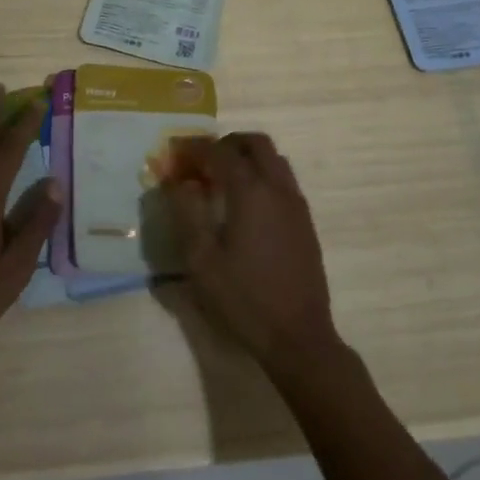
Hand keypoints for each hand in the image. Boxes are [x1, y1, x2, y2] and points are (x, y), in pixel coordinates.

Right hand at [166, 133, 339, 374]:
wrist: (298, 336)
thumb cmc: (244, 299)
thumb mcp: (201, 260)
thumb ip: (187, 212)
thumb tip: (179, 181)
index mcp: (251, 191)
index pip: (219, 152)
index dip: (194, 148)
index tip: (174, 154)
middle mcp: (277, 187)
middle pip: (254, 143)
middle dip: (225, 144)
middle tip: (201, 162)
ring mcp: (296, 203)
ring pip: (273, 158)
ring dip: (246, 157)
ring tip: (221, 180)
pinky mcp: (305, 221)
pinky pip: (283, 180)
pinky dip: (262, 175)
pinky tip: (245, 204)